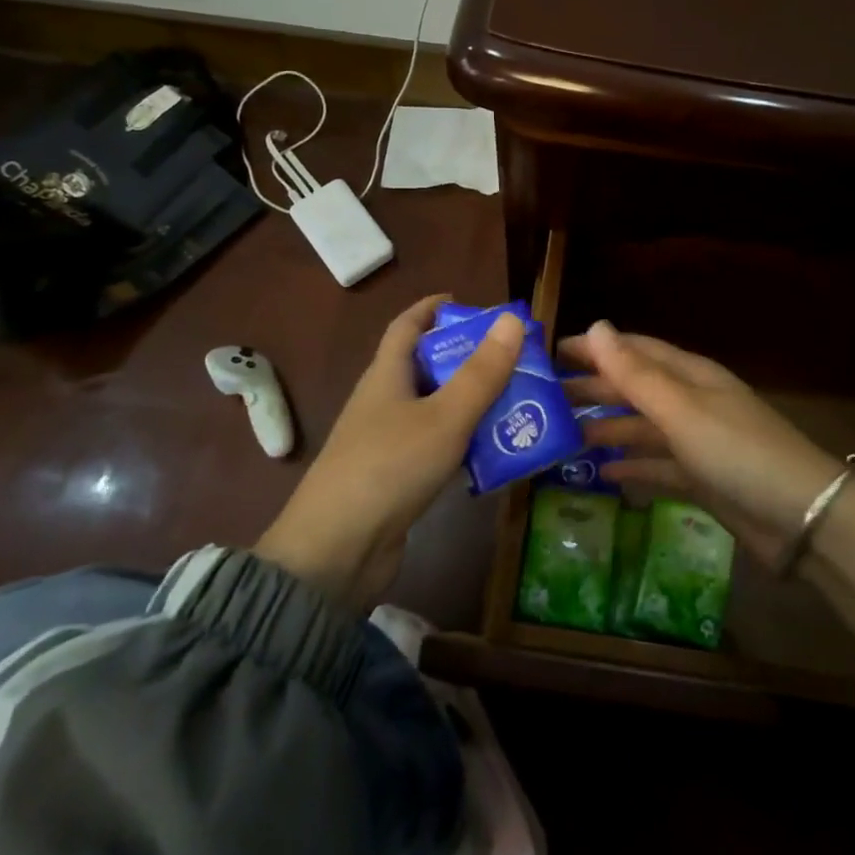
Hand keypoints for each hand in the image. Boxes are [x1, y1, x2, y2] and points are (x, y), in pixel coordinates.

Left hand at [256, 296, 524, 607]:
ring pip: (435, 408)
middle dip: (467, 357)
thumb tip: (512, 320)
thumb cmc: (389, 468)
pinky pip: (435, 445)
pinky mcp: (395, 477)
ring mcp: (386, 442)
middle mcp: (383, 402)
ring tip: (518, 400)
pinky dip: (464, 441)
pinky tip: (495, 450)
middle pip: (426, 366)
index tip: (466, 302)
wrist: (336, 552)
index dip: (432, 309)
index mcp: (387, 376)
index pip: (406, 326)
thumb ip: (481, 372)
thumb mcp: (445, 416)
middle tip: (513, 357)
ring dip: (471, 401)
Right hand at [559, 321, 842, 563]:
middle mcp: (691, 403)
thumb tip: (595, 326)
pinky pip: (657, 466)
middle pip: (634, 388)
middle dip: (594, 388)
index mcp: (689, 376)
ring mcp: (697, 442)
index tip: (551, 353)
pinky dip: (632, 467)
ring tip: (564, 436)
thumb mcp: (681, 410)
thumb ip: (635, 374)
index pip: (634, 350)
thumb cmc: (738, 452)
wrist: (802, 519)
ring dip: (607, 428)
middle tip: (545, 398)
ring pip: (642, 428)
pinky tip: (603, 474)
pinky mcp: (701, 480)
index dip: (595, 348)